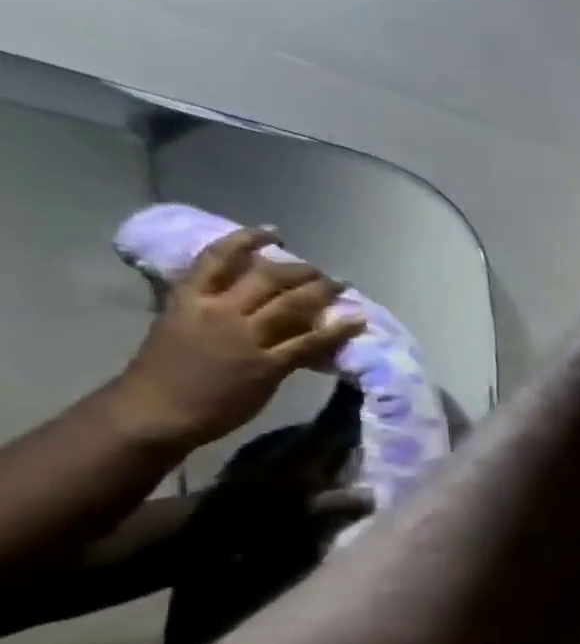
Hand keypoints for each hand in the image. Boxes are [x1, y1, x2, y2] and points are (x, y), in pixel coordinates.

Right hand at [107, 228, 363, 450]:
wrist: (158, 409)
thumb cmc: (164, 373)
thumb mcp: (174, 326)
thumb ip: (201, 309)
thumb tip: (229, 298)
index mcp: (189, 299)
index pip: (217, 259)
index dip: (247, 241)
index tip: (272, 233)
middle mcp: (220, 312)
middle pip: (266, 278)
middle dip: (298, 270)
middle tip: (321, 270)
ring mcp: (246, 338)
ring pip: (293, 305)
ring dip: (323, 292)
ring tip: (344, 285)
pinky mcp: (268, 365)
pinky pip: (311, 343)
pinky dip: (338, 330)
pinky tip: (358, 321)